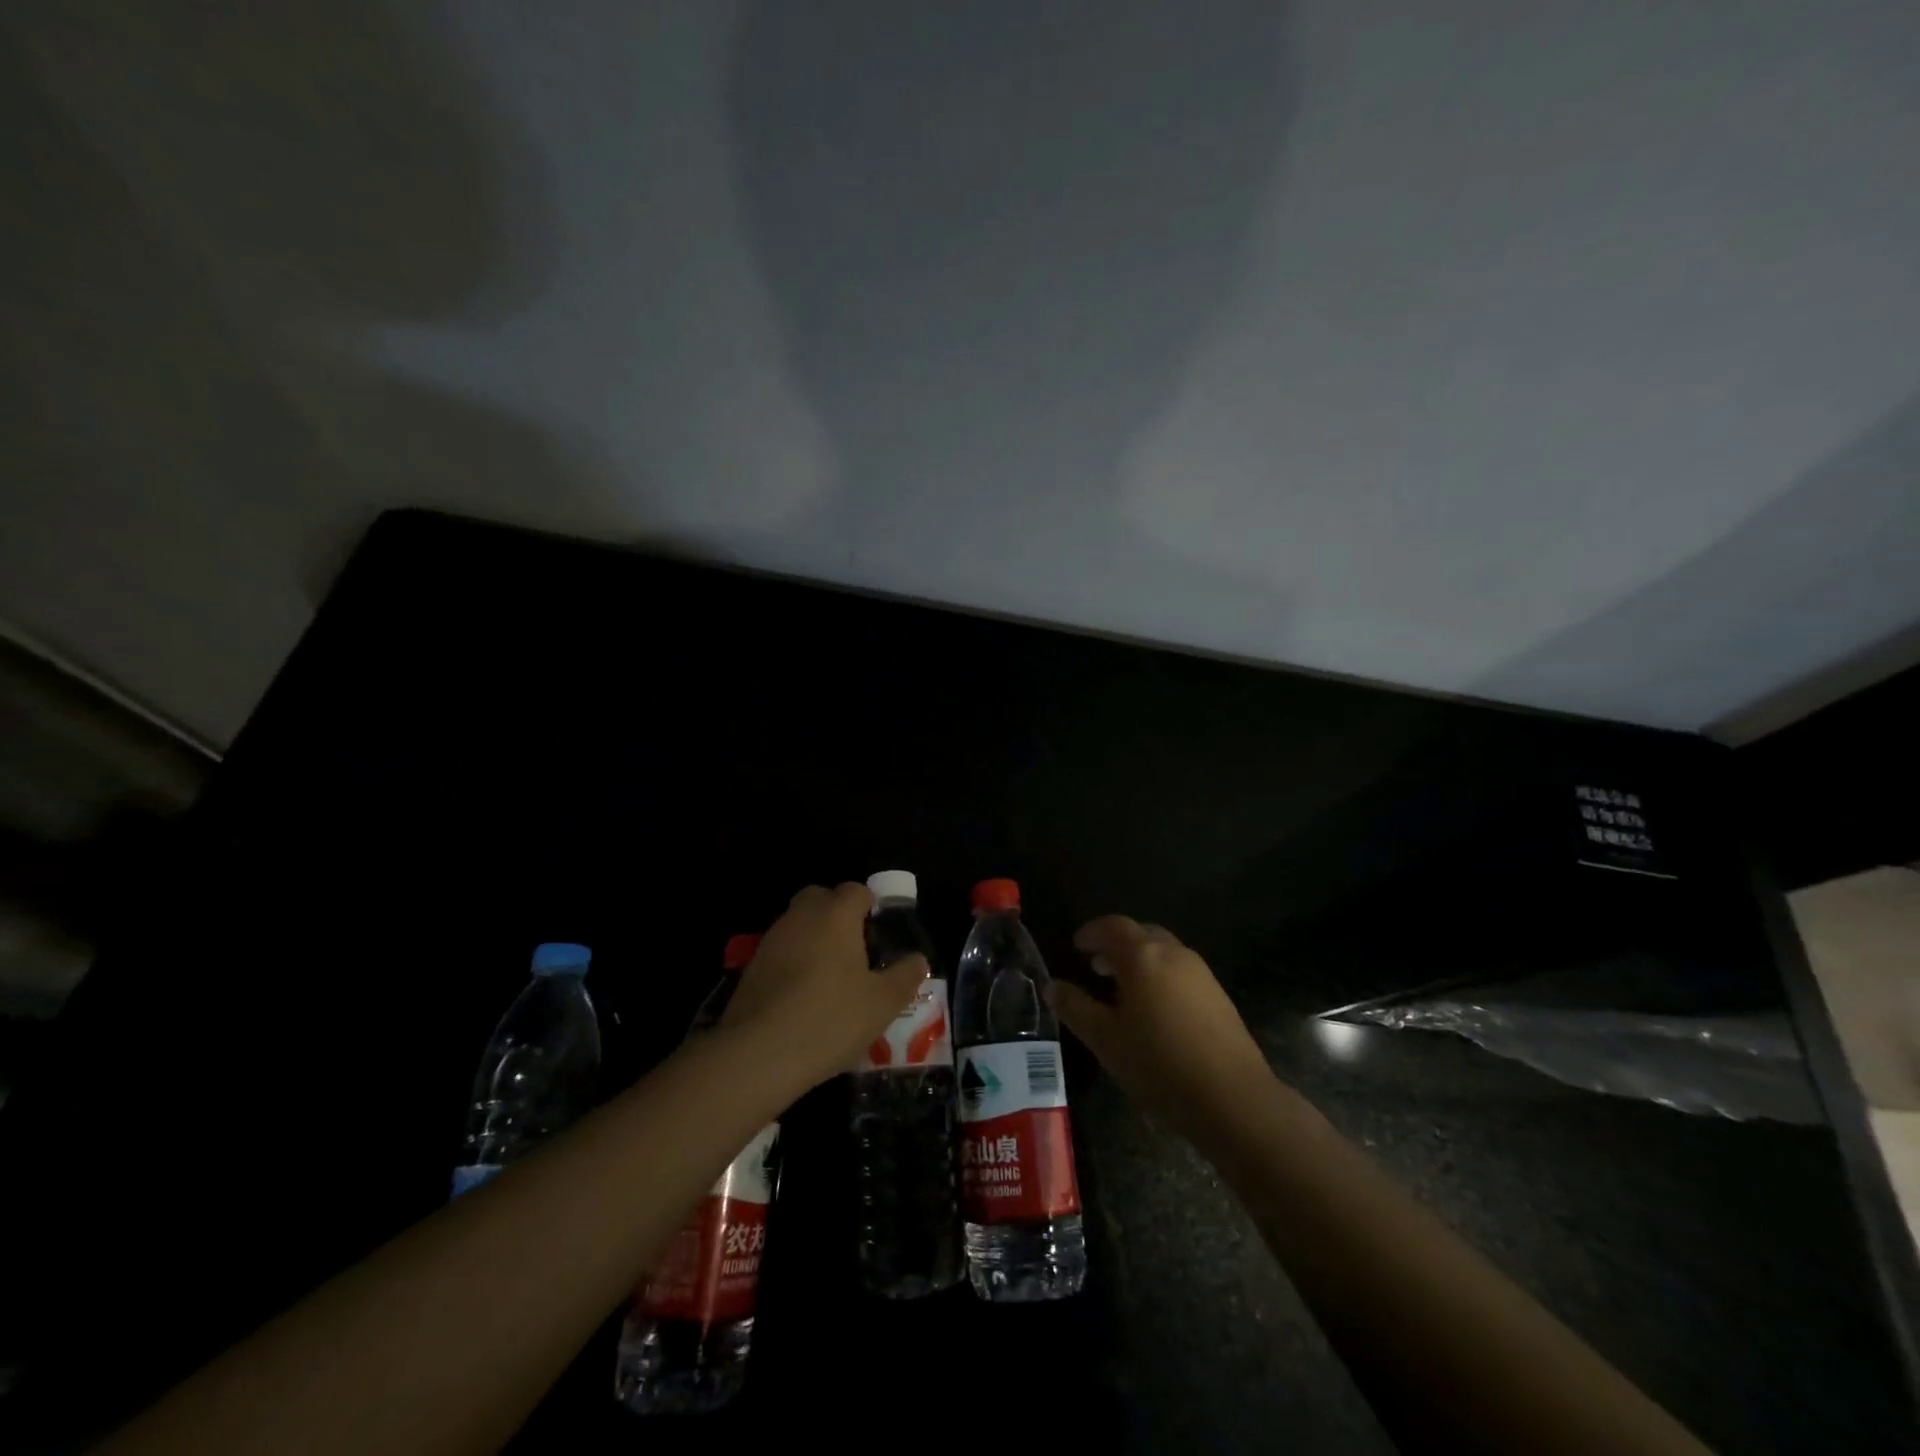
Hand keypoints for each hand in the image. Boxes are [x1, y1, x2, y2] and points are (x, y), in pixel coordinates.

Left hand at [720, 883, 927, 1090]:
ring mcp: (771, 940)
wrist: (758, 1054)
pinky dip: (793, 965)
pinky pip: (781, 953)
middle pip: (821, 899)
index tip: (879, 938)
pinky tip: (803, 1000)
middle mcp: (801, 916)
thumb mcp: (883, 1003)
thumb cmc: (831, 1018)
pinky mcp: (750, 968)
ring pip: (798, 926)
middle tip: (855, 954)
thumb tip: (918, 959)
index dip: (870, 908)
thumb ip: (905, 975)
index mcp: (836, 914)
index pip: (856, 890)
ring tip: (830, 982)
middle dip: (838, 917)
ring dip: (814, 941)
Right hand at [1052, 915, 1277, 1147]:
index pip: (1114, 926)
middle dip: (1117, 945)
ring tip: (1122, 989)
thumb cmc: (1158, 1063)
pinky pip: (1181, 973)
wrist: (1233, 1098)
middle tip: (1096, 966)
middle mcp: (1175, 954)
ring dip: (1140, 961)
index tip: (1077, 945)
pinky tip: (1154, 1011)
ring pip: (1165, 953)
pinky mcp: (1219, 997)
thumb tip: (1051, 987)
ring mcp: (1202, 974)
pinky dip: (1161, 977)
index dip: (1092, 932)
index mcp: (1144, 956)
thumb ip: (1076, 1008)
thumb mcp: (1105, 1039)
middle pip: (1142, 934)